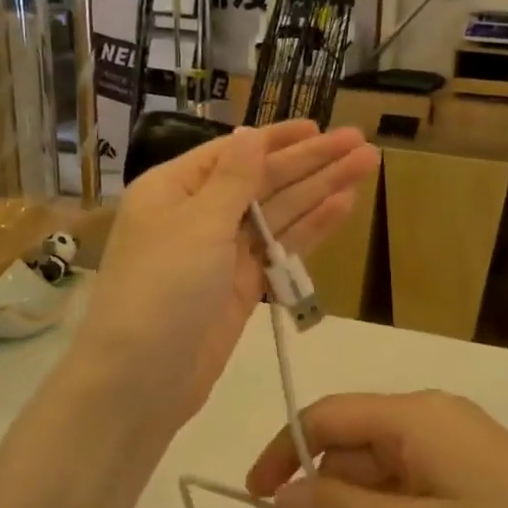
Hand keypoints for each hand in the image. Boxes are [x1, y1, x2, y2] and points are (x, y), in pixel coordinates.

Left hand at [75, 122, 377, 440]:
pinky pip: (280, 248)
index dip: (280, 140)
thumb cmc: (161, 289)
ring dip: (321, 190)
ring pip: (279, 213)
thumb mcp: (197, 224)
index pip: (234, 153)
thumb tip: (250, 132)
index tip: (320, 128)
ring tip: (366, 167)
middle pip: (263, 180)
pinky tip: (343, 207)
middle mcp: (199, 215)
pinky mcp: (243, 287)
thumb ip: (234, 179)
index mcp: (175, 189)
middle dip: (312, 162)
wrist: (141, 380)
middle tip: (362, 145)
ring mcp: (223, 253)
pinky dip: (311, 228)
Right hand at [246, 390, 507, 507]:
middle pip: (349, 458)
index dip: (283, 453)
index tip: (255, 503)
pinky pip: (406, 494)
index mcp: (415, 417)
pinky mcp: (469, 478)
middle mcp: (430, 420)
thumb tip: (284, 492)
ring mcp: (453, 449)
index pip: (326, 418)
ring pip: (375, 481)